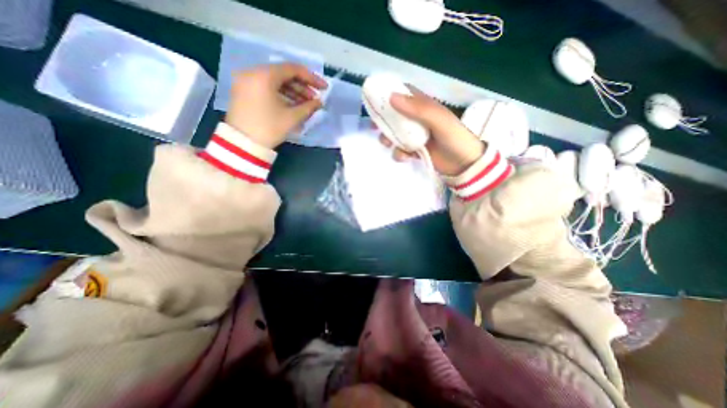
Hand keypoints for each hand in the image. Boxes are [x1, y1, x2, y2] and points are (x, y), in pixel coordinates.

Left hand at [226, 62, 328, 148]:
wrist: (242, 144)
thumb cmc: (269, 128)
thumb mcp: (292, 118)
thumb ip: (308, 107)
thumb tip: (319, 102)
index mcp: (264, 75)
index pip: (293, 69)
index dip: (311, 78)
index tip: (324, 88)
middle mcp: (253, 72)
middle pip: (283, 74)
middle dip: (302, 87)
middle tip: (315, 99)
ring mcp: (246, 82)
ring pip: (275, 81)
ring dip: (293, 92)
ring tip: (306, 104)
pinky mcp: (244, 91)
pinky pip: (267, 88)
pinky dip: (281, 94)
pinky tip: (293, 105)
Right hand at [378, 86, 484, 174]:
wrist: (464, 164)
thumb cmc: (454, 138)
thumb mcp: (439, 120)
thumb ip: (418, 109)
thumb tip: (391, 97)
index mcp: (424, 107)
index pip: (403, 94)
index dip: (388, 95)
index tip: (373, 101)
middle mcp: (417, 120)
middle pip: (395, 117)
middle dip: (384, 122)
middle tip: (374, 128)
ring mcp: (416, 136)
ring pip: (395, 135)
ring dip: (389, 140)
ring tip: (389, 145)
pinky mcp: (415, 151)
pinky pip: (401, 150)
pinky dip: (400, 154)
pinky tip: (406, 158)